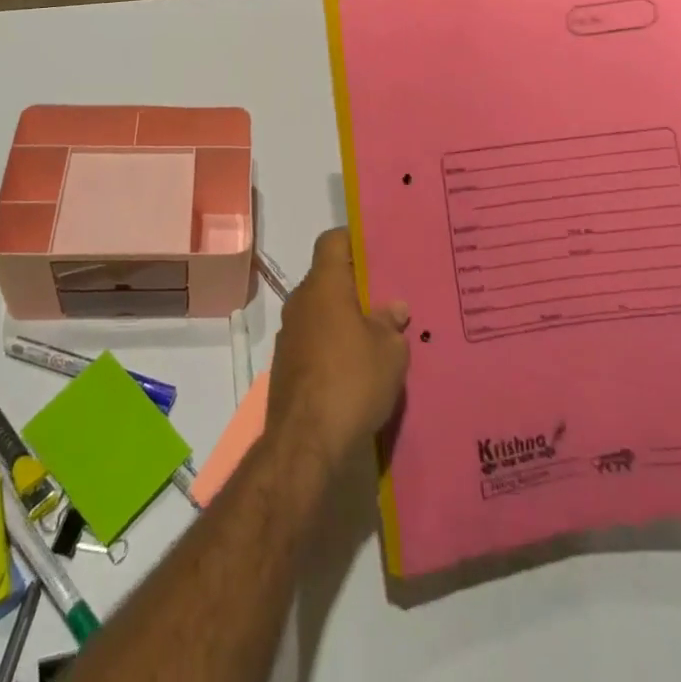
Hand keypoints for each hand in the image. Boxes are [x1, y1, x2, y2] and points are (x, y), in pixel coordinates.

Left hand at [266, 229, 410, 469]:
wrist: (305, 442)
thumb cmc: (351, 380)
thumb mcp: (389, 351)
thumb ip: (391, 323)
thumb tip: (393, 308)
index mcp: (324, 285)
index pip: (332, 241)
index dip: (354, 239)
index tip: (379, 250)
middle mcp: (301, 301)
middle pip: (328, 278)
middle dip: (356, 285)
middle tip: (389, 296)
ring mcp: (290, 334)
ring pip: (322, 311)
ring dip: (345, 318)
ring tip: (379, 334)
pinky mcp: (287, 365)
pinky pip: (315, 340)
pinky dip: (334, 344)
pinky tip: (358, 366)